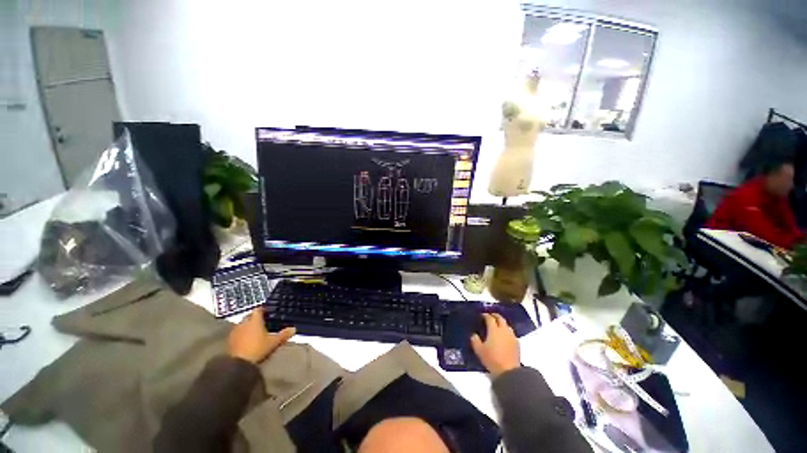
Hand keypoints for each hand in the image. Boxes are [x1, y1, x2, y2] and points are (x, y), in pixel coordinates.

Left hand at [228, 307, 295, 363]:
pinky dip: (242, 334)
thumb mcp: (274, 342)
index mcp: (255, 320)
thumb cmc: (258, 348)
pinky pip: (238, 333)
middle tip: (263, 322)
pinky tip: (247, 340)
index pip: (258, 309)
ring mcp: (235, 331)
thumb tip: (294, 329)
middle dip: (255, 318)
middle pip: (250, 316)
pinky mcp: (229, 340)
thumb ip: (283, 334)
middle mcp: (244, 323)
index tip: (269, 312)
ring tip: (255, 331)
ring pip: (243, 324)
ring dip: (248, 326)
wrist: (238, 364)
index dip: (264, 310)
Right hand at [470, 313, 519, 377]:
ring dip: (501, 323)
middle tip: (490, 316)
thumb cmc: (492, 359)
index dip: (485, 315)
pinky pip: (511, 333)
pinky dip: (506, 331)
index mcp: (494, 329)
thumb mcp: (479, 350)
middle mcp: (504, 330)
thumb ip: (475, 340)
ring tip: (497, 325)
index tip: (481, 315)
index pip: (489, 318)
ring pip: (506, 325)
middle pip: (500, 318)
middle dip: (494, 315)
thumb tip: (474, 335)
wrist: (509, 372)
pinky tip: (503, 336)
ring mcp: (512, 336)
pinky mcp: (517, 343)